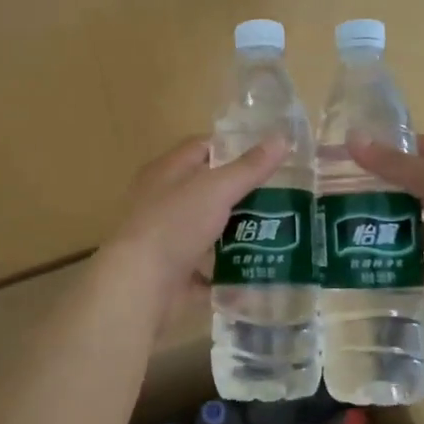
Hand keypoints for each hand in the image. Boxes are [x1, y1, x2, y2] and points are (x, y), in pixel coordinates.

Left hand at [97, 135, 288, 317]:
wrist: (140, 286)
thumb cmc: (174, 224)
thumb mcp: (216, 189)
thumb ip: (249, 167)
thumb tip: (283, 138)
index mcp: (166, 172)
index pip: (201, 147)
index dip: (233, 147)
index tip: (268, 154)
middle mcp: (163, 202)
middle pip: (207, 190)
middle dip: (242, 193)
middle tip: (282, 195)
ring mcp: (167, 239)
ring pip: (208, 230)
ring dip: (238, 232)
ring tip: (279, 231)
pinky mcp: (174, 273)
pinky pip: (207, 269)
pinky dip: (229, 271)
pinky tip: (258, 270)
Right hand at [347, 134, 423, 311]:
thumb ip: (393, 164)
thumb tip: (351, 138)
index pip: (412, 152)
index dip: (381, 150)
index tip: (343, 153)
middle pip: (405, 194)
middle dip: (373, 194)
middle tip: (329, 197)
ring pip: (407, 231)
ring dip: (380, 232)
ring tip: (338, 233)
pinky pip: (413, 268)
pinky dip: (393, 268)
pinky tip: (362, 265)